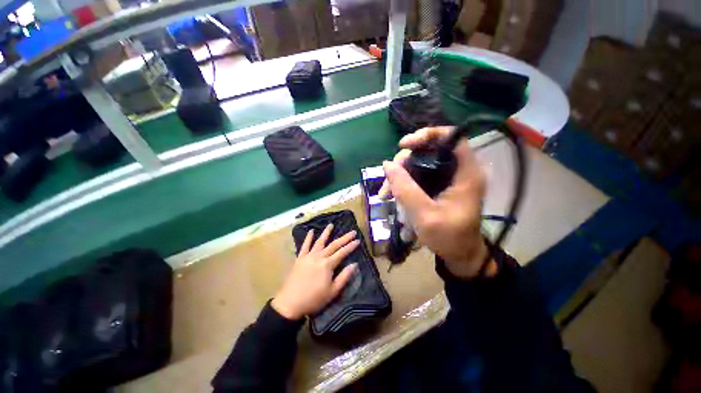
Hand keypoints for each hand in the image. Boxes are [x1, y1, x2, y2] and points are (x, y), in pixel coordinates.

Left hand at [272, 224, 358, 319]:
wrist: (290, 303)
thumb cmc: (314, 299)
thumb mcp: (333, 291)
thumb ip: (344, 277)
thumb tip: (354, 264)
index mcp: (328, 264)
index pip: (342, 252)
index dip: (351, 246)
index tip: (358, 240)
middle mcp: (319, 257)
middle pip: (334, 245)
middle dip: (344, 238)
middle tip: (352, 231)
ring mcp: (308, 256)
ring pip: (319, 242)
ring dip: (326, 233)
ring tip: (331, 225)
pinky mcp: (300, 258)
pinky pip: (305, 246)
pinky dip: (308, 238)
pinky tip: (311, 231)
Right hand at [379, 127, 495, 278]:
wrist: (460, 254)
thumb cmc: (449, 238)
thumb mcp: (425, 216)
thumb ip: (406, 189)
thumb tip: (387, 164)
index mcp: (466, 173)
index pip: (451, 138)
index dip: (426, 135)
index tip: (403, 146)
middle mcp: (458, 170)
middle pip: (428, 150)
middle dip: (404, 163)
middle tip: (388, 180)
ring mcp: (447, 178)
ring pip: (419, 164)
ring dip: (399, 175)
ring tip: (384, 194)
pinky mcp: (438, 185)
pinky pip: (417, 176)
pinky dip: (403, 183)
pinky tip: (391, 195)